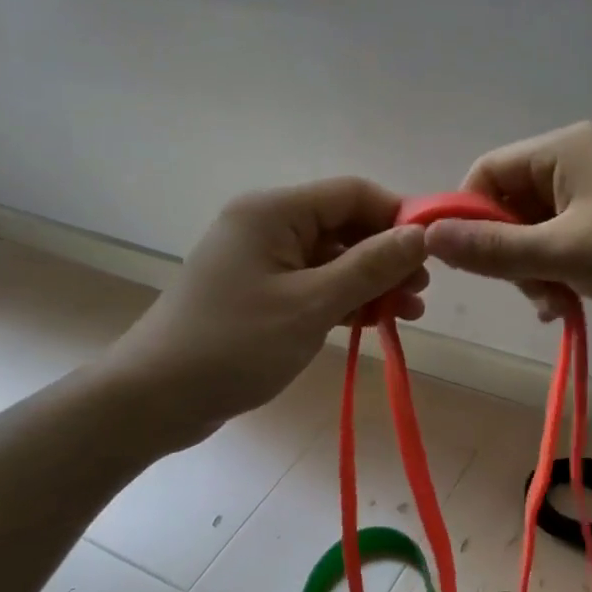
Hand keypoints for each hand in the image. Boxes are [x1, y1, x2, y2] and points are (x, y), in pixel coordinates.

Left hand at [101, 179, 427, 449]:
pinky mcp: (262, 294)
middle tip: (422, 293)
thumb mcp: (310, 305)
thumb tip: (420, 234)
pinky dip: (345, 301)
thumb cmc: (234, 345)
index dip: (397, 217)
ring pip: (333, 260)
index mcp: (274, 212)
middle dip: (387, 257)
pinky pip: (315, 285)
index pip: (352, 194)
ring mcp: (263, 262)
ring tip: (409, 314)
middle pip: (344, 226)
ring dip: (372, 283)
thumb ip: (369, 267)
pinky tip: (376, 323)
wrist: (156, 398)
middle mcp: (268, 226)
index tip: (434, 253)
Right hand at [424, 122, 591, 333]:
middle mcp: (578, 163)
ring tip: (555, 304)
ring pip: (537, 232)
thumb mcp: (566, 252)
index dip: (467, 217)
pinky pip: (566, 245)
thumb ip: (494, 248)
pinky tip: (566, 306)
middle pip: (509, 205)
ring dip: (534, 271)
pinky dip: (559, 274)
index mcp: (563, 150)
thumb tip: (427, 237)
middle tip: (530, 291)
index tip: (468, 264)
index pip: (486, 173)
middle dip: (509, 253)